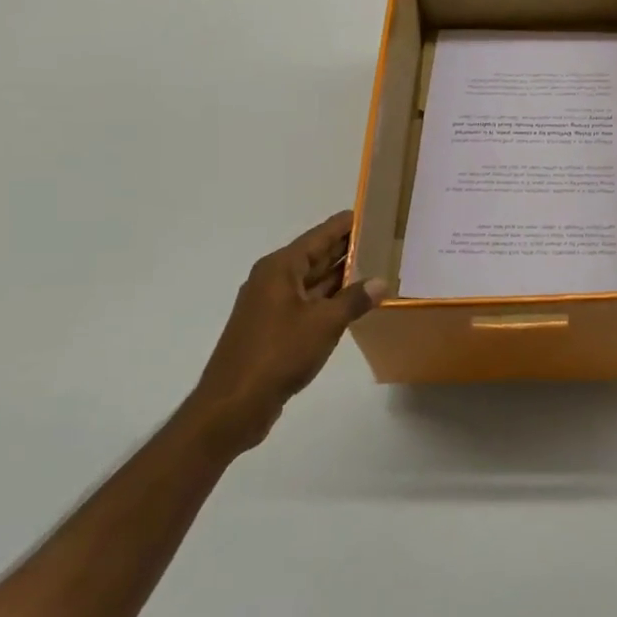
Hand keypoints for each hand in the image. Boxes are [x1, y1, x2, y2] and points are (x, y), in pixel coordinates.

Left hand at [191, 211, 384, 450]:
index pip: (319, 236)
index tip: (373, 211)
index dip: (346, 224)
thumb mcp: (324, 324)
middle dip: (347, 248)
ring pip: (313, 281)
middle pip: (315, 255)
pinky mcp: (274, 328)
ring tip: (377, 266)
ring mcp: (272, 305)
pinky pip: (308, 303)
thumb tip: (380, 281)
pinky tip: (354, 302)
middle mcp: (273, 280)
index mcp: (280, 268)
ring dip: (341, 276)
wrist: (233, 405)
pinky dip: (330, 299)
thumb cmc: (278, 354)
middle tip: (384, 239)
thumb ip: (354, 300)